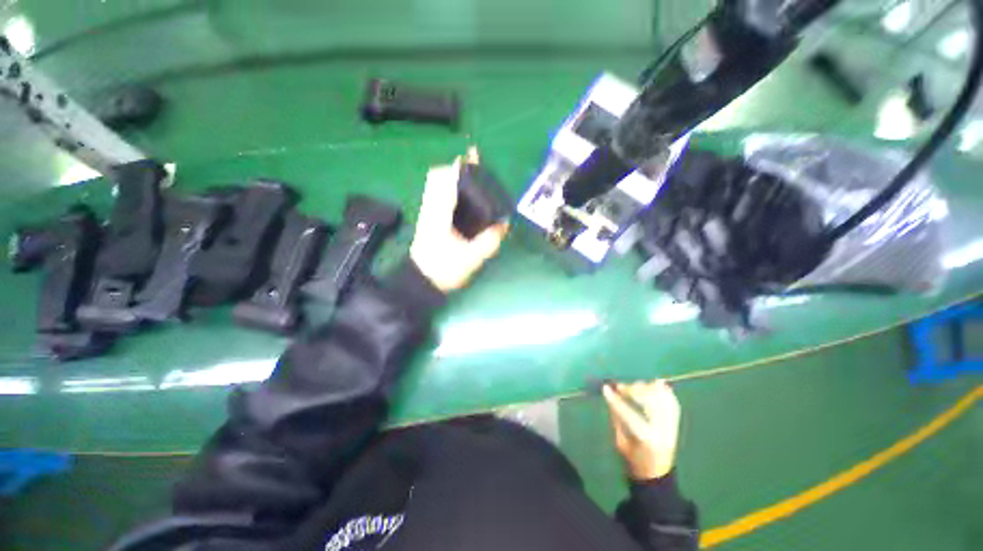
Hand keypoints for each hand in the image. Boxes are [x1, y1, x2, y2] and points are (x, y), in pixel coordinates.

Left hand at [410, 148, 508, 292]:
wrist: (422, 281)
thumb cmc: (445, 270)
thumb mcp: (472, 258)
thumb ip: (489, 241)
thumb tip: (504, 224)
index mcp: (440, 216)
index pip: (445, 183)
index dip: (458, 168)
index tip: (471, 158)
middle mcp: (431, 208)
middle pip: (436, 177)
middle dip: (454, 167)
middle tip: (473, 164)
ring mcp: (427, 212)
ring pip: (434, 184)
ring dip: (450, 175)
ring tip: (469, 174)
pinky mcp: (428, 217)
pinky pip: (435, 193)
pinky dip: (447, 186)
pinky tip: (461, 194)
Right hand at [603, 380, 680, 480]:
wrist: (657, 475)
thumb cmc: (634, 461)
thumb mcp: (621, 442)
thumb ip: (618, 419)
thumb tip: (611, 397)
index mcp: (647, 439)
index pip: (630, 414)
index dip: (615, 400)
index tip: (605, 388)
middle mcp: (663, 431)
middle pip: (651, 402)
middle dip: (633, 390)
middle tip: (619, 387)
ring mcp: (672, 427)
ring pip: (663, 399)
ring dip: (648, 388)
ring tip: (635, 386)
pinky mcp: (676, 424)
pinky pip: (672, 402)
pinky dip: (664, 391)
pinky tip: (654, 385)